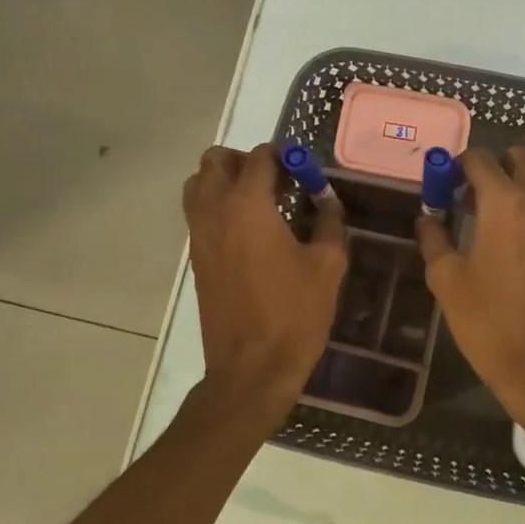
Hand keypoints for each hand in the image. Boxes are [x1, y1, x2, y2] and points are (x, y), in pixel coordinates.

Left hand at [184, 144, 345, 419]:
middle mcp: (214, 212)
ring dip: (225, 181)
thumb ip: (329, 222)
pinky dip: (218, 207)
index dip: (284, 156)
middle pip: (215, 161)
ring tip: (260, 202)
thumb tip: (327, 200)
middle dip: (246, 161)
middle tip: (277, 180)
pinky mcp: (196, 259)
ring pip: (199, 185)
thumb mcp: (327, 265)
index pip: (259, 158)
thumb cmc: (295, 313)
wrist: (252, 367)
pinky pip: (199, 214)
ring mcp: (199, 236)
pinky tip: (251, 231)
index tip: (304, 169)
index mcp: (248, 206)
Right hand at [415, 147, 524, 428]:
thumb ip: (434, 239)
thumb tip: (426, 219)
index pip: (479, 160)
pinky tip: (512, 233)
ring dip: (517, 180)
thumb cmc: (487, 320)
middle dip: (492, 166)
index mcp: (503, 202)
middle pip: (518, 159)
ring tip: (491, 210)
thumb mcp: (446, 279)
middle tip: (467, 194)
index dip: (456, 165)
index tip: (442, 184)